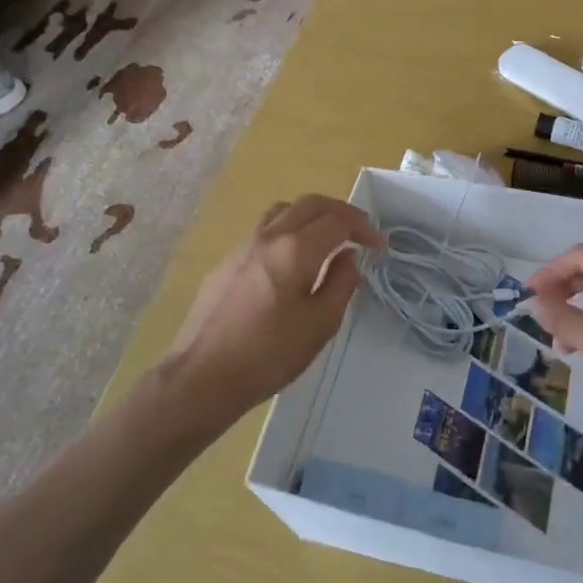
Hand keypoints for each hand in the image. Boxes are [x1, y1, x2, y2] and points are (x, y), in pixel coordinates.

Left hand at [166, 196, 382, 410]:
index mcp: (296, 250)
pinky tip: (290, 261)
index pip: (338, 221)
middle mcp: (269, 237)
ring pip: (283, 210)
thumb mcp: (320, 324)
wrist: (202, 377)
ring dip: (311, 215)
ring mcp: (242, 246)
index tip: (379, 247)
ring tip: (325, 238)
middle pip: (311, 204)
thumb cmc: (269, 355)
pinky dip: (287, 230)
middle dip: (341, 212)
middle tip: (359, 232)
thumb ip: (341, 283)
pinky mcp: (226, 262)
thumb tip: (348, 257)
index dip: (364, 228)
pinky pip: (263, 230)